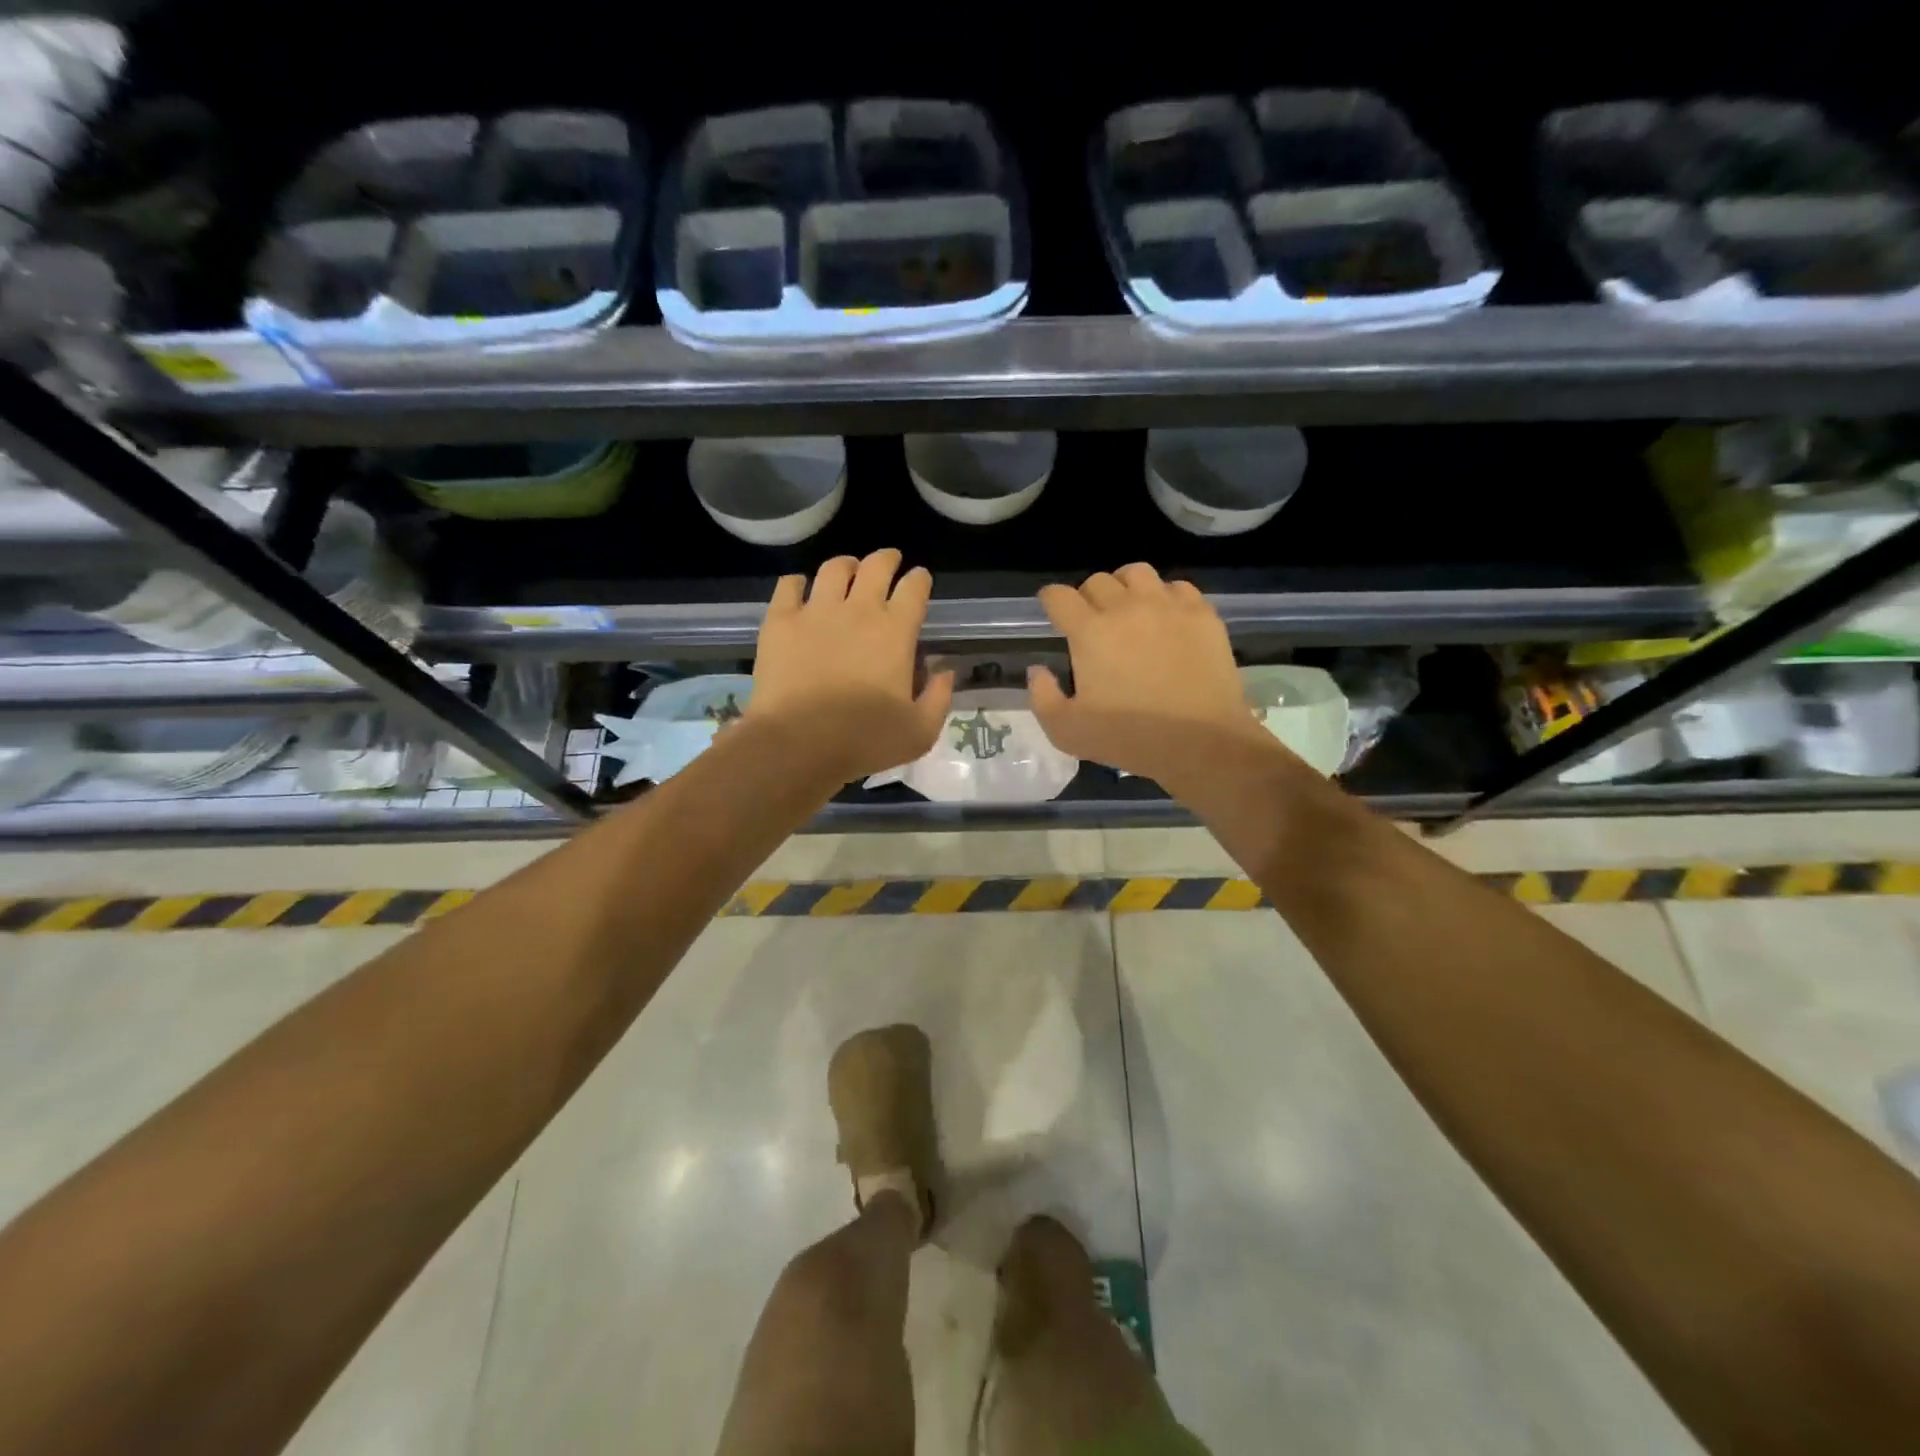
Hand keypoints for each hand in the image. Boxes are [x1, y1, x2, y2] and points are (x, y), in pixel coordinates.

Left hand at [748, 549, 954, 785]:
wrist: (798, 744)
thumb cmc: (864, 740)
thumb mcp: (920, 731)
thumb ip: (939, 697)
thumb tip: (944, 670)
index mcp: (896, 632)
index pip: (914, 589)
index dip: (920, 580)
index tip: (920, 580)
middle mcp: (858, 610)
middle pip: (876, 566)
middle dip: (887, 559)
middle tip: (889, 562)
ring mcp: (816, 611)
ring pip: (834, 568)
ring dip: (847, 565)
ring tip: (848, 571)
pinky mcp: (780, 621)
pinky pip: (789, 585)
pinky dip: (798, 583)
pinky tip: (801, 590)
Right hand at [1028, 562, 1271, 787]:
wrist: (1201, 742)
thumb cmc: (1129, 738)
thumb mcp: (1067, 731)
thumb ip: (1042, 697)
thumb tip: (1038, 670)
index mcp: (1090, 632)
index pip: (1059, 596)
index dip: (1051, 600)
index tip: (1052, 612)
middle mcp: (1126, 608)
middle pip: (1097, 581)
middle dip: (1087, 597)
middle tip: (1092, 622)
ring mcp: (1168, 607)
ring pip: (1137, 573)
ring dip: (1125, 587)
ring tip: (1129, 609)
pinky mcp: (1202, 615)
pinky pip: (1178, 587)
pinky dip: (1165, 597)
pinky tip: (1166, 619)